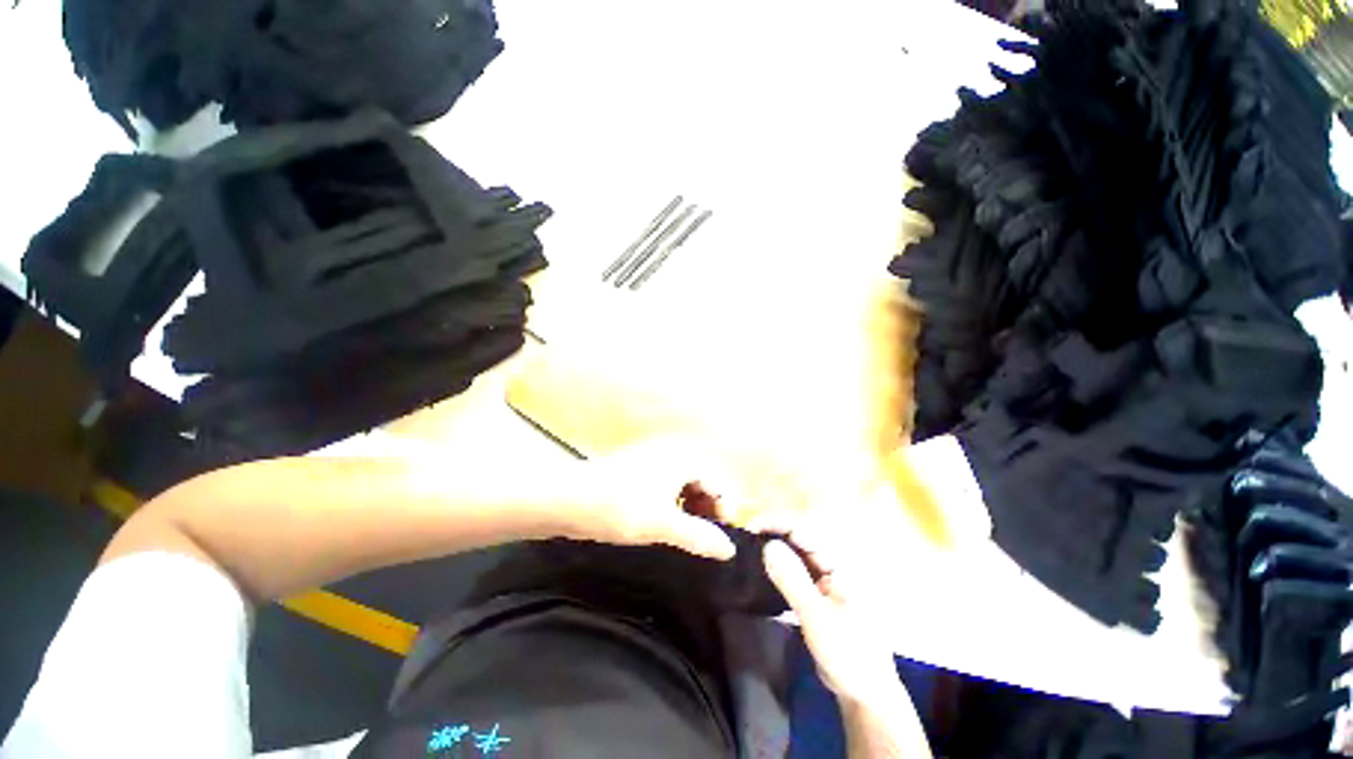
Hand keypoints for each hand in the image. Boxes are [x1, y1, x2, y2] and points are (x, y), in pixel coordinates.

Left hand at [547, 436, 750, 560]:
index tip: (720, 541)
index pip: (716, 484)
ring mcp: (652, 458)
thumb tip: (730, 550)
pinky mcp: (637, 468)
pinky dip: (671, 504)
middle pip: (701, 483)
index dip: (723, 512)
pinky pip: (665, 485)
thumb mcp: (663, 525)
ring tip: (683, 534)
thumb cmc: (620, 508)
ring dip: (688, 509)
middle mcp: (670, 453)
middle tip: (702, 540)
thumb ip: (699, 536)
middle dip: (705, 511)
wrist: (568, 499)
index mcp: (682, 458)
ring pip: (682, 485)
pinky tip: (661, 522)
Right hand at [761, 518, 903, 701]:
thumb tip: (768, 545)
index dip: (777, 524)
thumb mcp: (817, 617)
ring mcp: (828, 579)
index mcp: (841, 564)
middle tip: (746, 537)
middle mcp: (834, 565)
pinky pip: (798, 570)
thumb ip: (793, 581)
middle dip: (774, 532)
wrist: (865, 693)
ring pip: (798, 553)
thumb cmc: (848, 654)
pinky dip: (781, 566)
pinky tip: (765, 569)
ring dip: (776, 548)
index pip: (805, 531)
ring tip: (751, 548)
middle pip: (801, 538)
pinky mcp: (820, 593)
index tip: (750, 527)